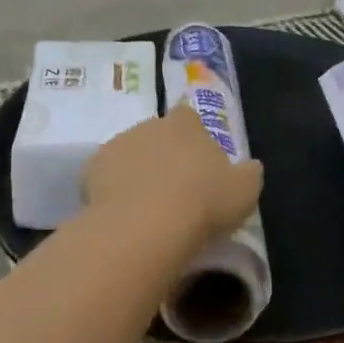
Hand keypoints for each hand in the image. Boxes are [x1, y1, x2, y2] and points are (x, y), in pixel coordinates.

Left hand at [83, 103, 264, 250]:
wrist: (145, 225)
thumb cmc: (202, 203)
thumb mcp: (244, 191)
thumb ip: (249, 173)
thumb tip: (251, 166)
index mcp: (186, 124)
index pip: (189, 117)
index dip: (192, 138)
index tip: (196, 163)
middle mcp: (150, 124)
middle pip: (157, 135)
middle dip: (162, 155)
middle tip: (172, 190)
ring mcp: (118, 144)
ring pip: (129, 154)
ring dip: (136, 172)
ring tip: (145, 208)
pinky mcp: (92, 168)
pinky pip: (105, 177)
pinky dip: (111, 190)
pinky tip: (121, 215)